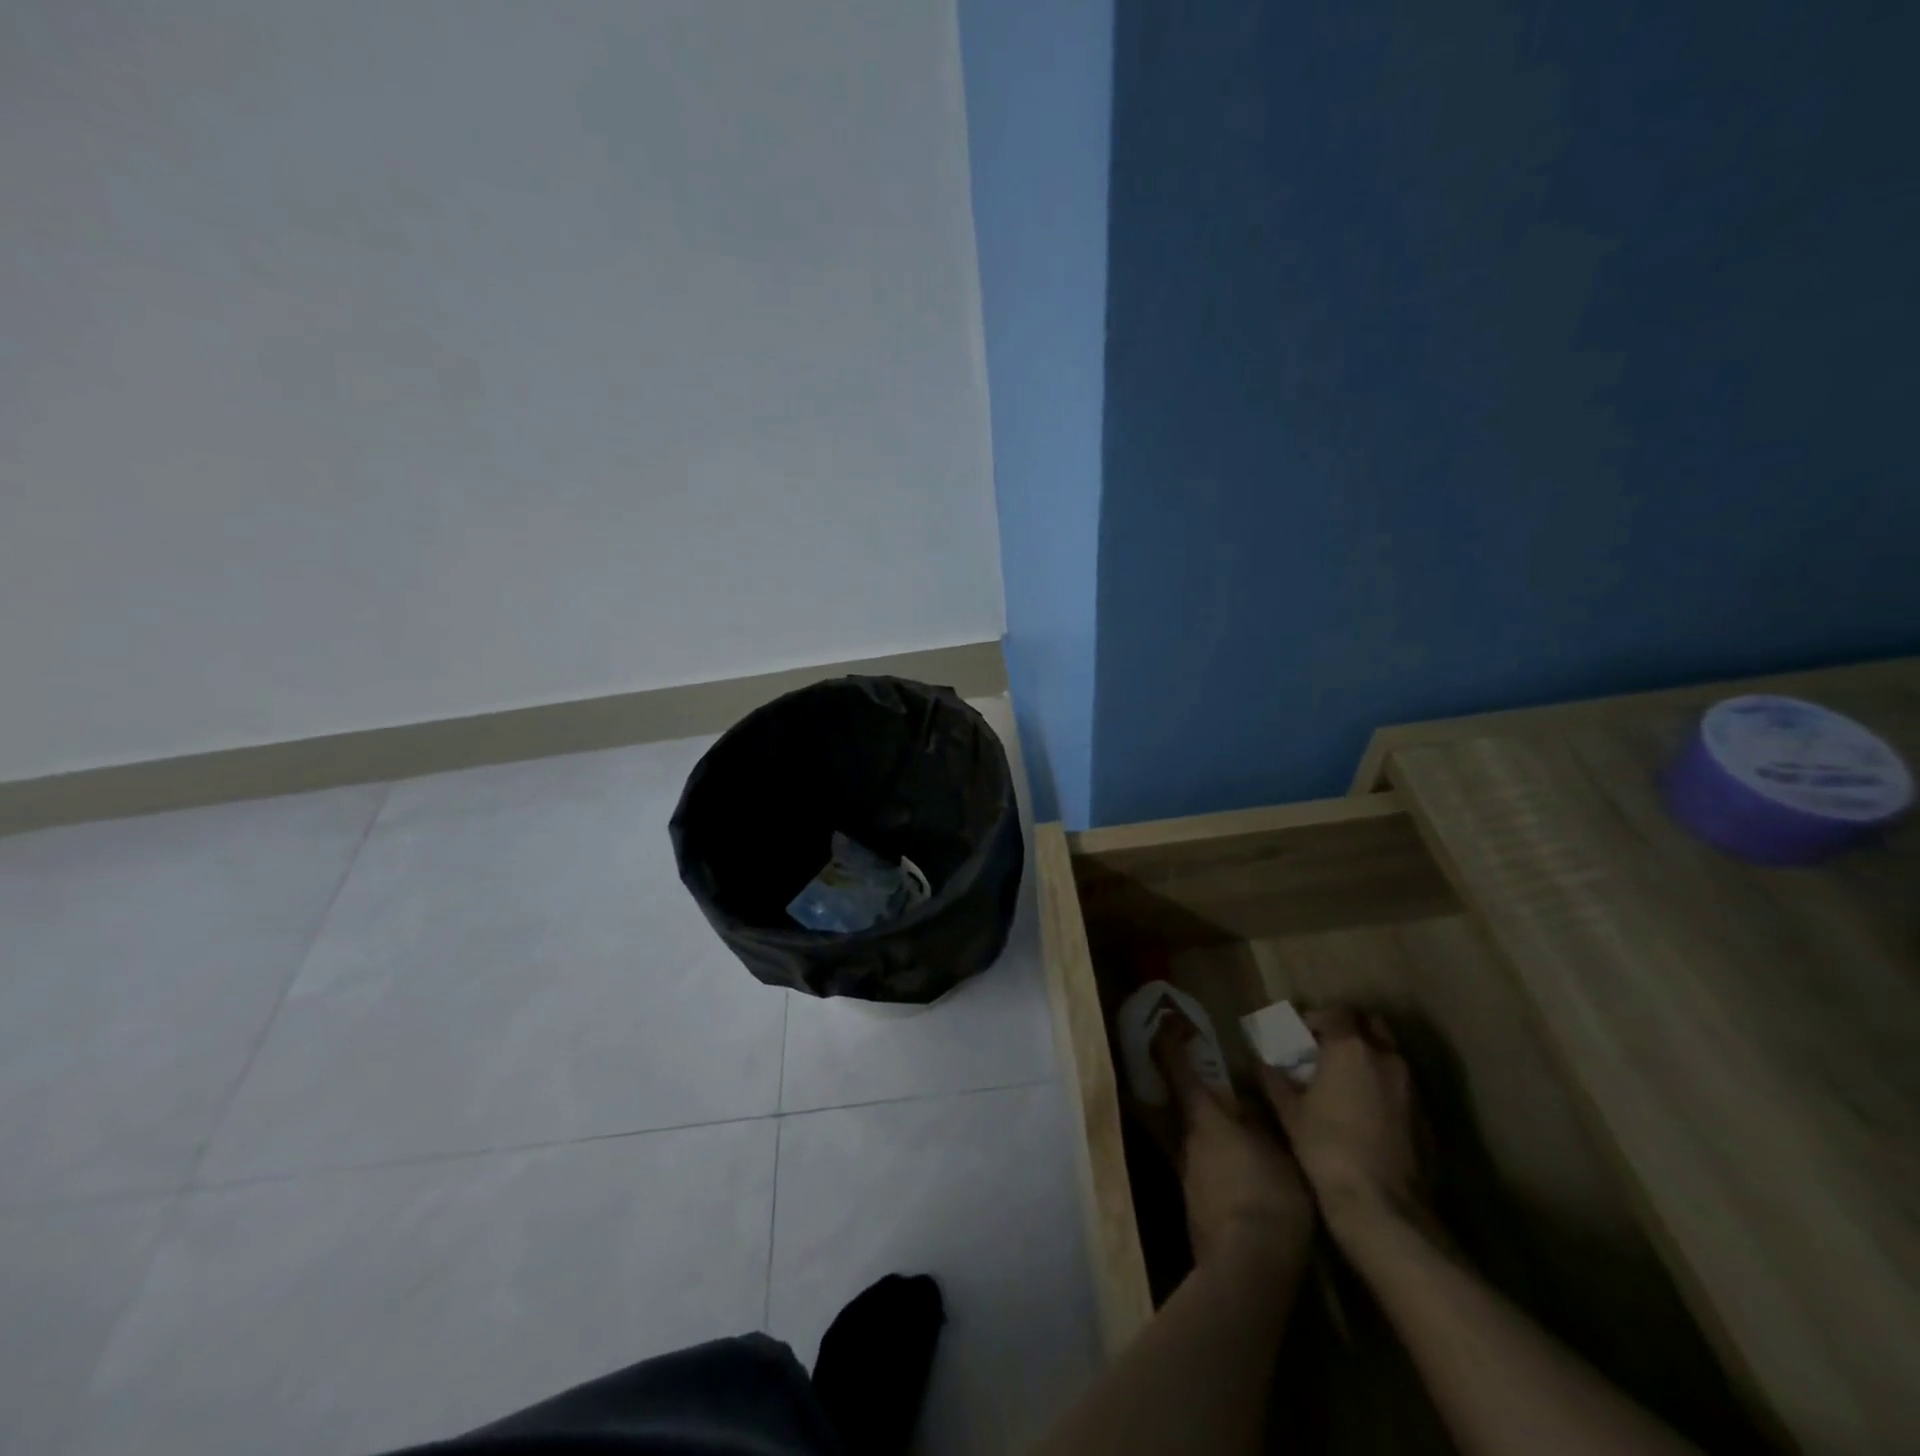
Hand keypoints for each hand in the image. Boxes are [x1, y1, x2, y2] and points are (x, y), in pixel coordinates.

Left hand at [1152, 1016, 1313, 1273]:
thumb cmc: (1268, 1194)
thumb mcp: (1277, 1148)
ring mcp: (1185, 1172)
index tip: (1165, 1020)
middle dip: (1176, 1083)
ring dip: (1195, 1123)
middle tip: (1190, 1069)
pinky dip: (1207, 1155)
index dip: (1168, 1041)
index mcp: (1202, 1117)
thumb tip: (1244, 1094)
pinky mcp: (1193, 1203)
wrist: (1247, 1265)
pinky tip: (1231, 1166)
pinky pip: (1196, 1164)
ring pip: (1182, 1134)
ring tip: (1223, 1121)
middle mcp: (1184, 1139)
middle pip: (1170, 1102)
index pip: (1176, 1068)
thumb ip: (1259, 1118)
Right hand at [1258, 1007, 1426, 1234]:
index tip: (1299, 1036)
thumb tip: (1260, 1059)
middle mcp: (1385, 1056)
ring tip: (1343, 1080)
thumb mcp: (1288, 1109)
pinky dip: (1382, 1083)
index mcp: (1349, 1047)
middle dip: (1348, 1029)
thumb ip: (1273, 1076)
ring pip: (1388, 1053)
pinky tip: (1364, 1109)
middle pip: (1370, 1024)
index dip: (1315, 1018)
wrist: (1381, 1204)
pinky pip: (1399, 1083)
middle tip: (1325, 1050)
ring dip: (1367, 1056)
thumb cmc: (1325, 1146)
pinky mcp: (1424, 1114)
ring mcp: (1409, 1085)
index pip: (1335, 1011)